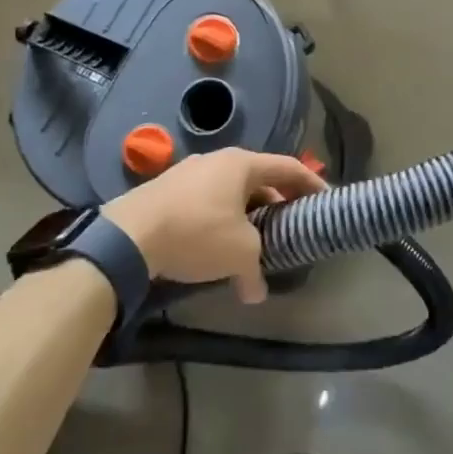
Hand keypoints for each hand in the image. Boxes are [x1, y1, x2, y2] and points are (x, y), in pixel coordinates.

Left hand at [103, 148, 325, 302]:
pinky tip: (216, 246)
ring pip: (230, 192)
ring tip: (254, 242)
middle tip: (289, 227)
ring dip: (247, 215)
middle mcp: (216, 160)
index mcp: (241, 164)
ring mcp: (188, 173)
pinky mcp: (165, 191)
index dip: (311, 183)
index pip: (288, 168)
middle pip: (259, 179)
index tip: (325, 200)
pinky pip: (206, 202)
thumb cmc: (196, 233)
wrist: (127, 237)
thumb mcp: (239, 254)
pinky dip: (220, 220)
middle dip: (276, 204)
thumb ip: (255, 271)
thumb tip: (255, 293)